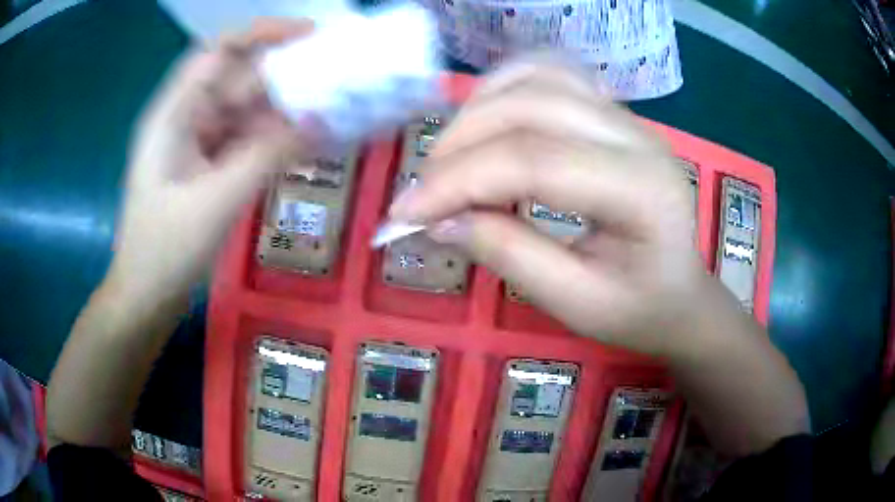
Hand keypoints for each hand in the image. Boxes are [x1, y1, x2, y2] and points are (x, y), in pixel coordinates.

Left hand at [107, 19, 313, 301]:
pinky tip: (304, 144)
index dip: (262, 34)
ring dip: (283, 110)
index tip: (309, 35)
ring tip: (330, 111)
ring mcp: (197, 143)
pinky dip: (273, 140)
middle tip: (335, 80)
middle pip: (237, 78)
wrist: (147, 295)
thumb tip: (320, 123)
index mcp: (174, 114)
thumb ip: (267, 156)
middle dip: (283, 75)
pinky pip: (245, 140)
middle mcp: (185, 118)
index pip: (218, 52)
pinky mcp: (208, 166)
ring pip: (245, 111)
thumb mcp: (216, 201)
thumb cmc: (165, 249)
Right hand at [389, 61, 709, 355]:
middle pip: (532, 107)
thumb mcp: (575, 303)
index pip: (534, 162)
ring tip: (448, 157)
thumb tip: (439, 221)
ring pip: (538, 78)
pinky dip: (506, 88)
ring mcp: (627, 117)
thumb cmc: (637, 309)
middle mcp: (637, 137)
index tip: (404, 212)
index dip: (458, 181)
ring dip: (479, 108)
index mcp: (640, 191)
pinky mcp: (612, 113)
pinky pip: (552, 75)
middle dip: (460, 143)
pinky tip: (486, 120)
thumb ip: (508, 255)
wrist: (679, 292)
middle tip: (423, 191)